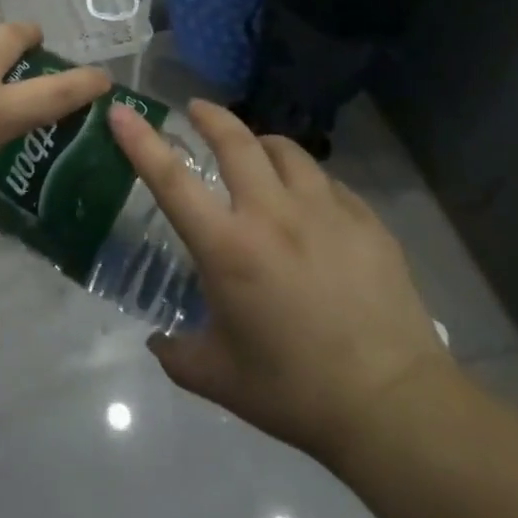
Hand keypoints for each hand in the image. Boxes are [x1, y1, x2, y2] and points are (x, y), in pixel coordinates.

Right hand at [110, 99, 454, 469]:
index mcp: (228, 248)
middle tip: (197, 109)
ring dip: (262, 144)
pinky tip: (310, 204)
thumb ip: (178, 354)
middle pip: (236, 142)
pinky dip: (307, 181)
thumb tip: (158, 341)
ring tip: (257, 152)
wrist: (394, 407)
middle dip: (211, 117)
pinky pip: (328, 183)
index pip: (171, 179)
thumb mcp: (220, 378)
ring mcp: (325, 212)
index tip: (123, 109)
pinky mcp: (366, 222)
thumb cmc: (295, 391)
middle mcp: (272, 215)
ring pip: (286, 151)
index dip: (141, 140)